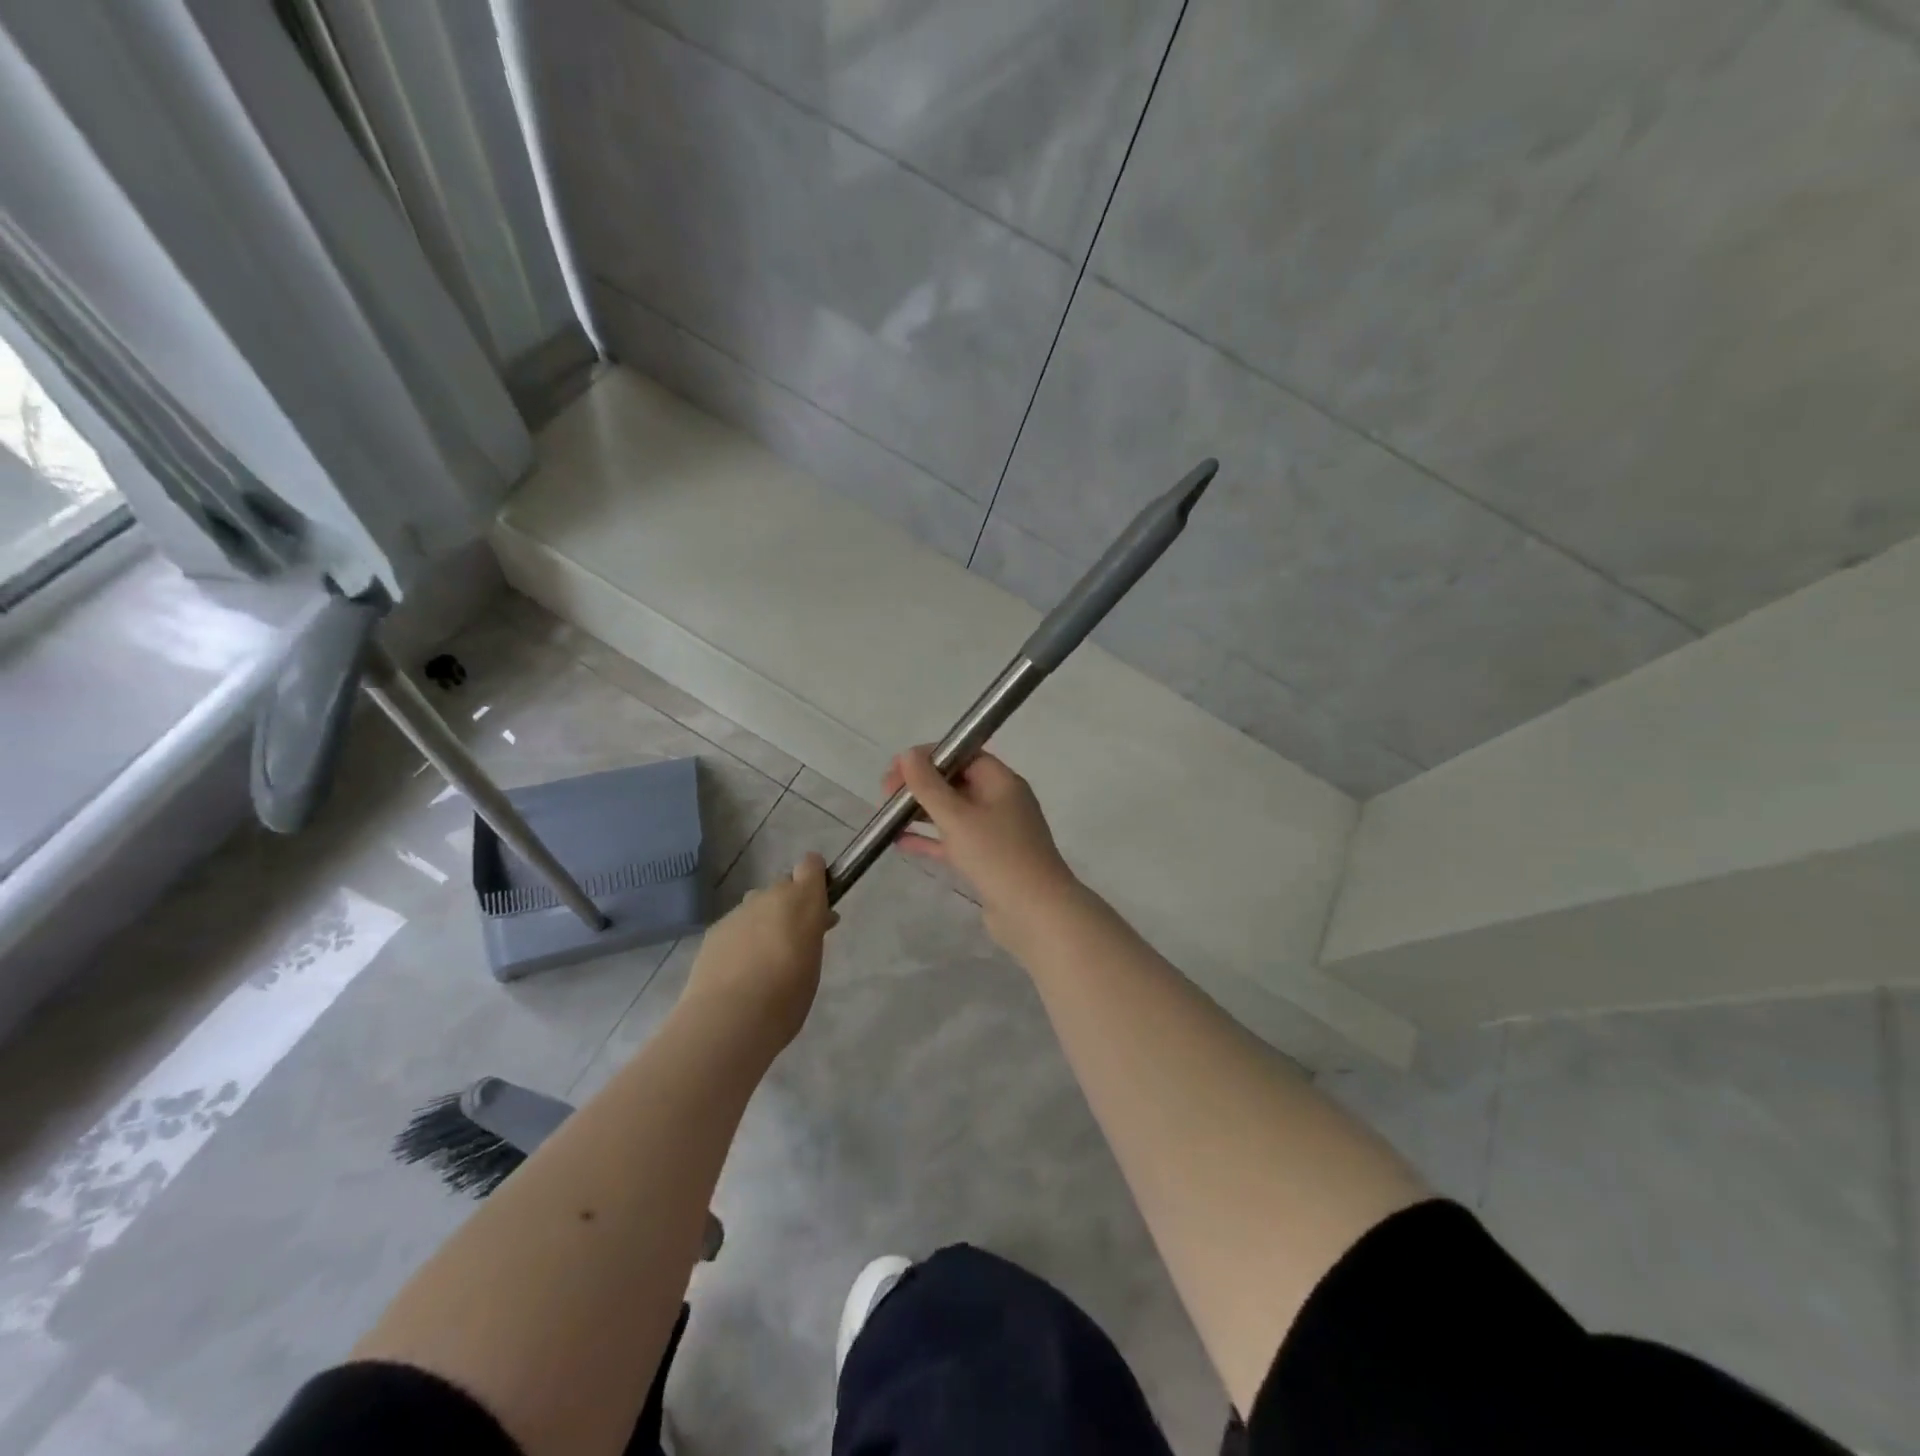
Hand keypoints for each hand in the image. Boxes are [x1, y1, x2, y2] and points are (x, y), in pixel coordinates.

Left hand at [683, 853, 835, 1050]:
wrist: (729, 1019)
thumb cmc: (786, 996)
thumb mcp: (814, 964)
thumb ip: (812, 935)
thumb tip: (814, 923)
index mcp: (802, 900)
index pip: (811, 865)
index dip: (815, 878)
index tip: (818, 903)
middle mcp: (769, 896)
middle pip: (783, 887)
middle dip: (789, 906)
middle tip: (793, 942)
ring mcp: (738, 912)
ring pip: (756, 907)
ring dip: (763, 923)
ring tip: (762, 962)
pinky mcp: (714, 930)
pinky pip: (735, 926)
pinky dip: (740, 941)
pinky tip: (738, 972)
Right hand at [886, 747, 1080, 949]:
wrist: (1036, 914)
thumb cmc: (997, 856)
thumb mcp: (957, 816)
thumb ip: (929, 786)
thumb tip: (908, 755)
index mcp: (1002, 782)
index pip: (964, 755)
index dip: (930, 756)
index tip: (898, 767)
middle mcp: (1001, 802)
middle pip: (957, 783)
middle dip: (922, 785)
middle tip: (886, 794)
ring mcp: (996, 834)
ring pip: (953, 814)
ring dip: (923, 812)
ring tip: (888, 817)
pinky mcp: (988, 861)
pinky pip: (954, 841)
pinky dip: (930, 839)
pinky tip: (900, 842)